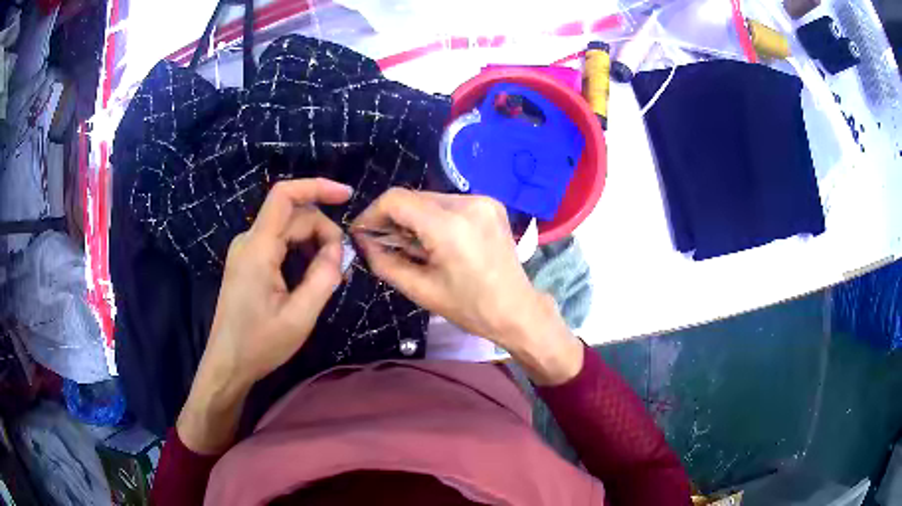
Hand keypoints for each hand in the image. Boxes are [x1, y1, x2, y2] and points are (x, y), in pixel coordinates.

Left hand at [178, 178, 350, 452]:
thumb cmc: (260, 344)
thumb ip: (323, 278)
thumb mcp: (299, 317)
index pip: (285, 196)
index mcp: (258, 249)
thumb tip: (339, 250)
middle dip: (323, 231)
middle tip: (342, 265)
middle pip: (293, 216)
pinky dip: (301, 251)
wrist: (228, 363)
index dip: (317, 187)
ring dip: (313, 243)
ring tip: (331, 274)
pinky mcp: (248, 262)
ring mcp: (246, 250)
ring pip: (288, 229)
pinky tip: (312, 275)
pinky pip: (279, 243)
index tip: (347, 196)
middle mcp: (249, 241)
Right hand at [352, 189, 582, 384]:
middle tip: (384, 243)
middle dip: (392, 218)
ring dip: (413, 218)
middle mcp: (468, 203)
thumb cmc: (469, 307)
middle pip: (413, 197)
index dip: (372, 213)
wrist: (517, 310)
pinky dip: (434, 217)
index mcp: (449, 226)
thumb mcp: (420, 290)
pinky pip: (449, 203)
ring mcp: (483, 201)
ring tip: (412, 246)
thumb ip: (384, 262)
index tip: (363, 232)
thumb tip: (362, 241)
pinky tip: (435, 240)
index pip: (397, 200)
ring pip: (430, 199)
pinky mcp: (490, 204)